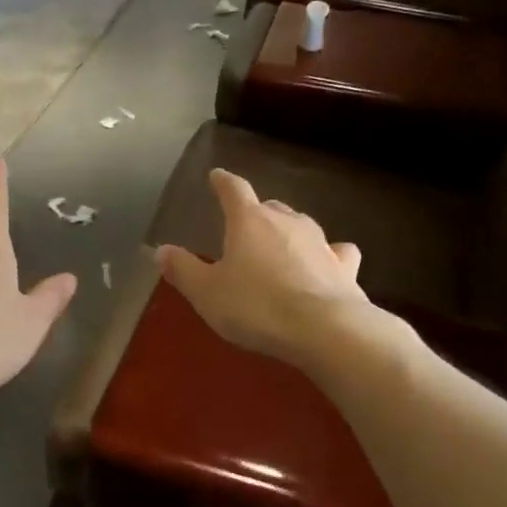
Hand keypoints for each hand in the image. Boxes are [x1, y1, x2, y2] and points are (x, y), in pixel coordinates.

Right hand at [156, 169, 369, 369]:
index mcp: (249, 221)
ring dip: (288, 233)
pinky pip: (336, 251)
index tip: (216, 176)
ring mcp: (321, 241)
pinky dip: (328, 254)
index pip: (233, 189)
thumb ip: (183, 270)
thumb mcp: (206, 293)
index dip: (223, 182)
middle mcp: (287, 221)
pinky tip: (326, 264)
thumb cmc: (255, 306)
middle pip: (270, 206)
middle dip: (256, 213)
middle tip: (244, 227)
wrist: (324, 329)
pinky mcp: (345, 266)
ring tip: (279, 248)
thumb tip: (161, 250)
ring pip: (301, 225)